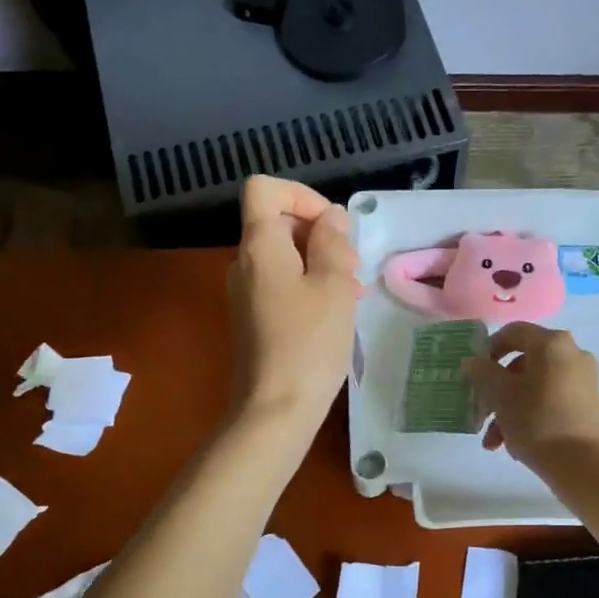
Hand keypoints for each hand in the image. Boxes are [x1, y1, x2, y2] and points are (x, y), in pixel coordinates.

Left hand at [226, 176, 358, 442]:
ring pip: (286, 256)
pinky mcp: (255, 318)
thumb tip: (330, 218)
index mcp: (259, 246)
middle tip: (353, 267)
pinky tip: (338, 311)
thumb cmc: (309, 343)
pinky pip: (283, 284)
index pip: (264, 189)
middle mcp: (245, 263)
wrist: (275, 409)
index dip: (302, 195)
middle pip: (279, 223)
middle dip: (321, 235)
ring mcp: (247, 292)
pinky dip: (311, 286)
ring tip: (353, 293)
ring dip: (322, 263)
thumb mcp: (333, 285)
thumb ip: (333, 242)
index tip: (333, 227)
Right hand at [462, 322, 598, 473]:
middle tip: (481, 413)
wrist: (580, 464)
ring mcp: (583, 379)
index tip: (474, 372)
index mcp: (552, 344)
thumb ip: (482, 372)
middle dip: (496, 390)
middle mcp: (572, 353)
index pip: (513, 332)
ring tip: (494, 441)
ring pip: (534, 385)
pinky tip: (513, 443)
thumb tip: (472, 362)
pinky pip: (550, 398)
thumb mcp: (500, 395)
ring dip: (509, 409)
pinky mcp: (587, 403)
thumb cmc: (536, 420)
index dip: (489, 348)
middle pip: (523, 363)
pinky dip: (530, 414)